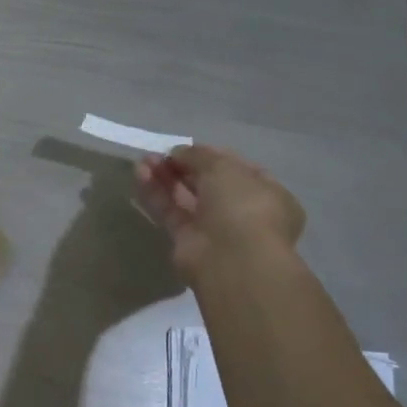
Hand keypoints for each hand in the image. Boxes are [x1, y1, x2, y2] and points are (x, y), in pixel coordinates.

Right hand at [135, 144, 304, 282]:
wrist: (231, 259)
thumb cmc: (242, 206)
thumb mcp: (224, 168)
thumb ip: (198, 156)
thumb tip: (177, 153)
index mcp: (266, 193)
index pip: (236, 168)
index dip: (209, 155)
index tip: (186, 147)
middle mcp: (241, 210)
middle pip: (206, 182)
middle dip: (182, 166)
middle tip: (157, 154)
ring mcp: (214, 227)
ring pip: (185, 197)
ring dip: (165, 177)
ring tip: (143, 161)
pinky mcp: (187, 241)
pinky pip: (170, 212)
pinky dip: (156, 193)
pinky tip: (140, 175)